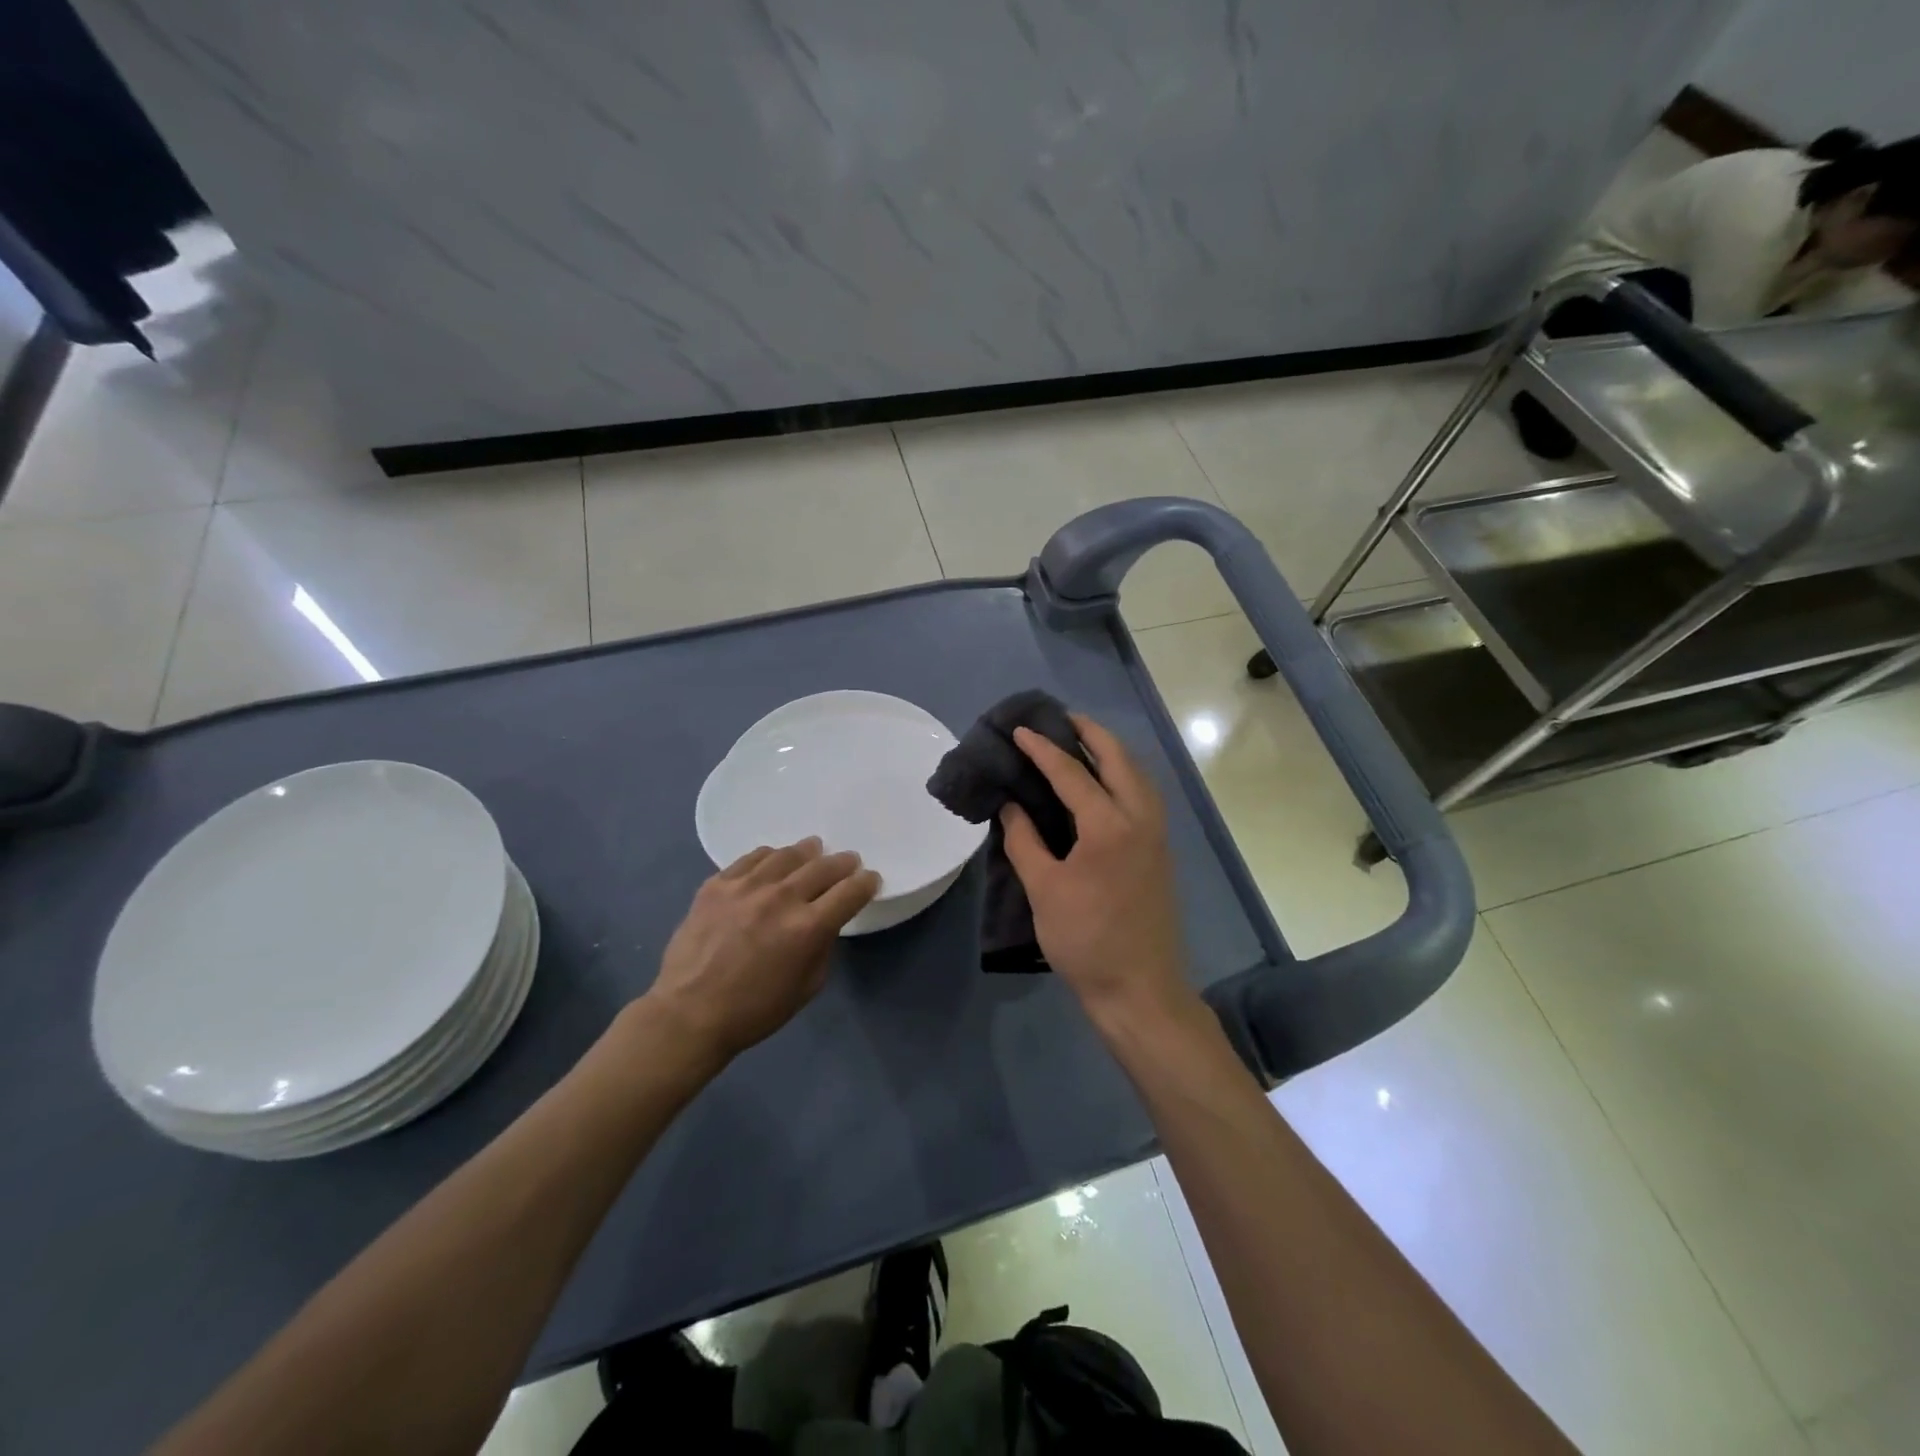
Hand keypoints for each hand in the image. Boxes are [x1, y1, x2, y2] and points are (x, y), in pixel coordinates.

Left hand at [644, 839, 879, 1064]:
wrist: (689, 1013)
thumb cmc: (754, 1010)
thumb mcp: (807, 987)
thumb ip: (823, 947)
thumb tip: (824, 922)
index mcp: (808, 928)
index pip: (850, 892)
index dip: (865, 883)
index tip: (869, 880)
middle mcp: (781, 898)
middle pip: (823, 867)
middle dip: (842, 863)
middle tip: (848, 861)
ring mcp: (746, 887)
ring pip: (787, 856)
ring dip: (807, 852)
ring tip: (813, 850)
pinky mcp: (717, 884)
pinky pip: (751, 858)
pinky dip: (770, 857)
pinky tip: (773, 861)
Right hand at [999, 715, 1194, 1031]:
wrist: (1139, 989)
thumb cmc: (1086, 940)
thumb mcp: (1044, 890)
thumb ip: (1024, 839)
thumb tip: (1011, 804)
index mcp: (1109, 825)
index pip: (1072, 772)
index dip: (1042, 749)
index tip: (1019, 729)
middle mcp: (1140, 818)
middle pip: (1118, 758)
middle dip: (1089, 732)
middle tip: (1059, 719)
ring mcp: (1157, 833)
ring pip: (1137, 774)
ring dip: (1110, 752)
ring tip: (1079, 742)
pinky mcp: (1160, 849)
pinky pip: (1143, 794)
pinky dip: (1122, 775)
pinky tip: (1102, 783)